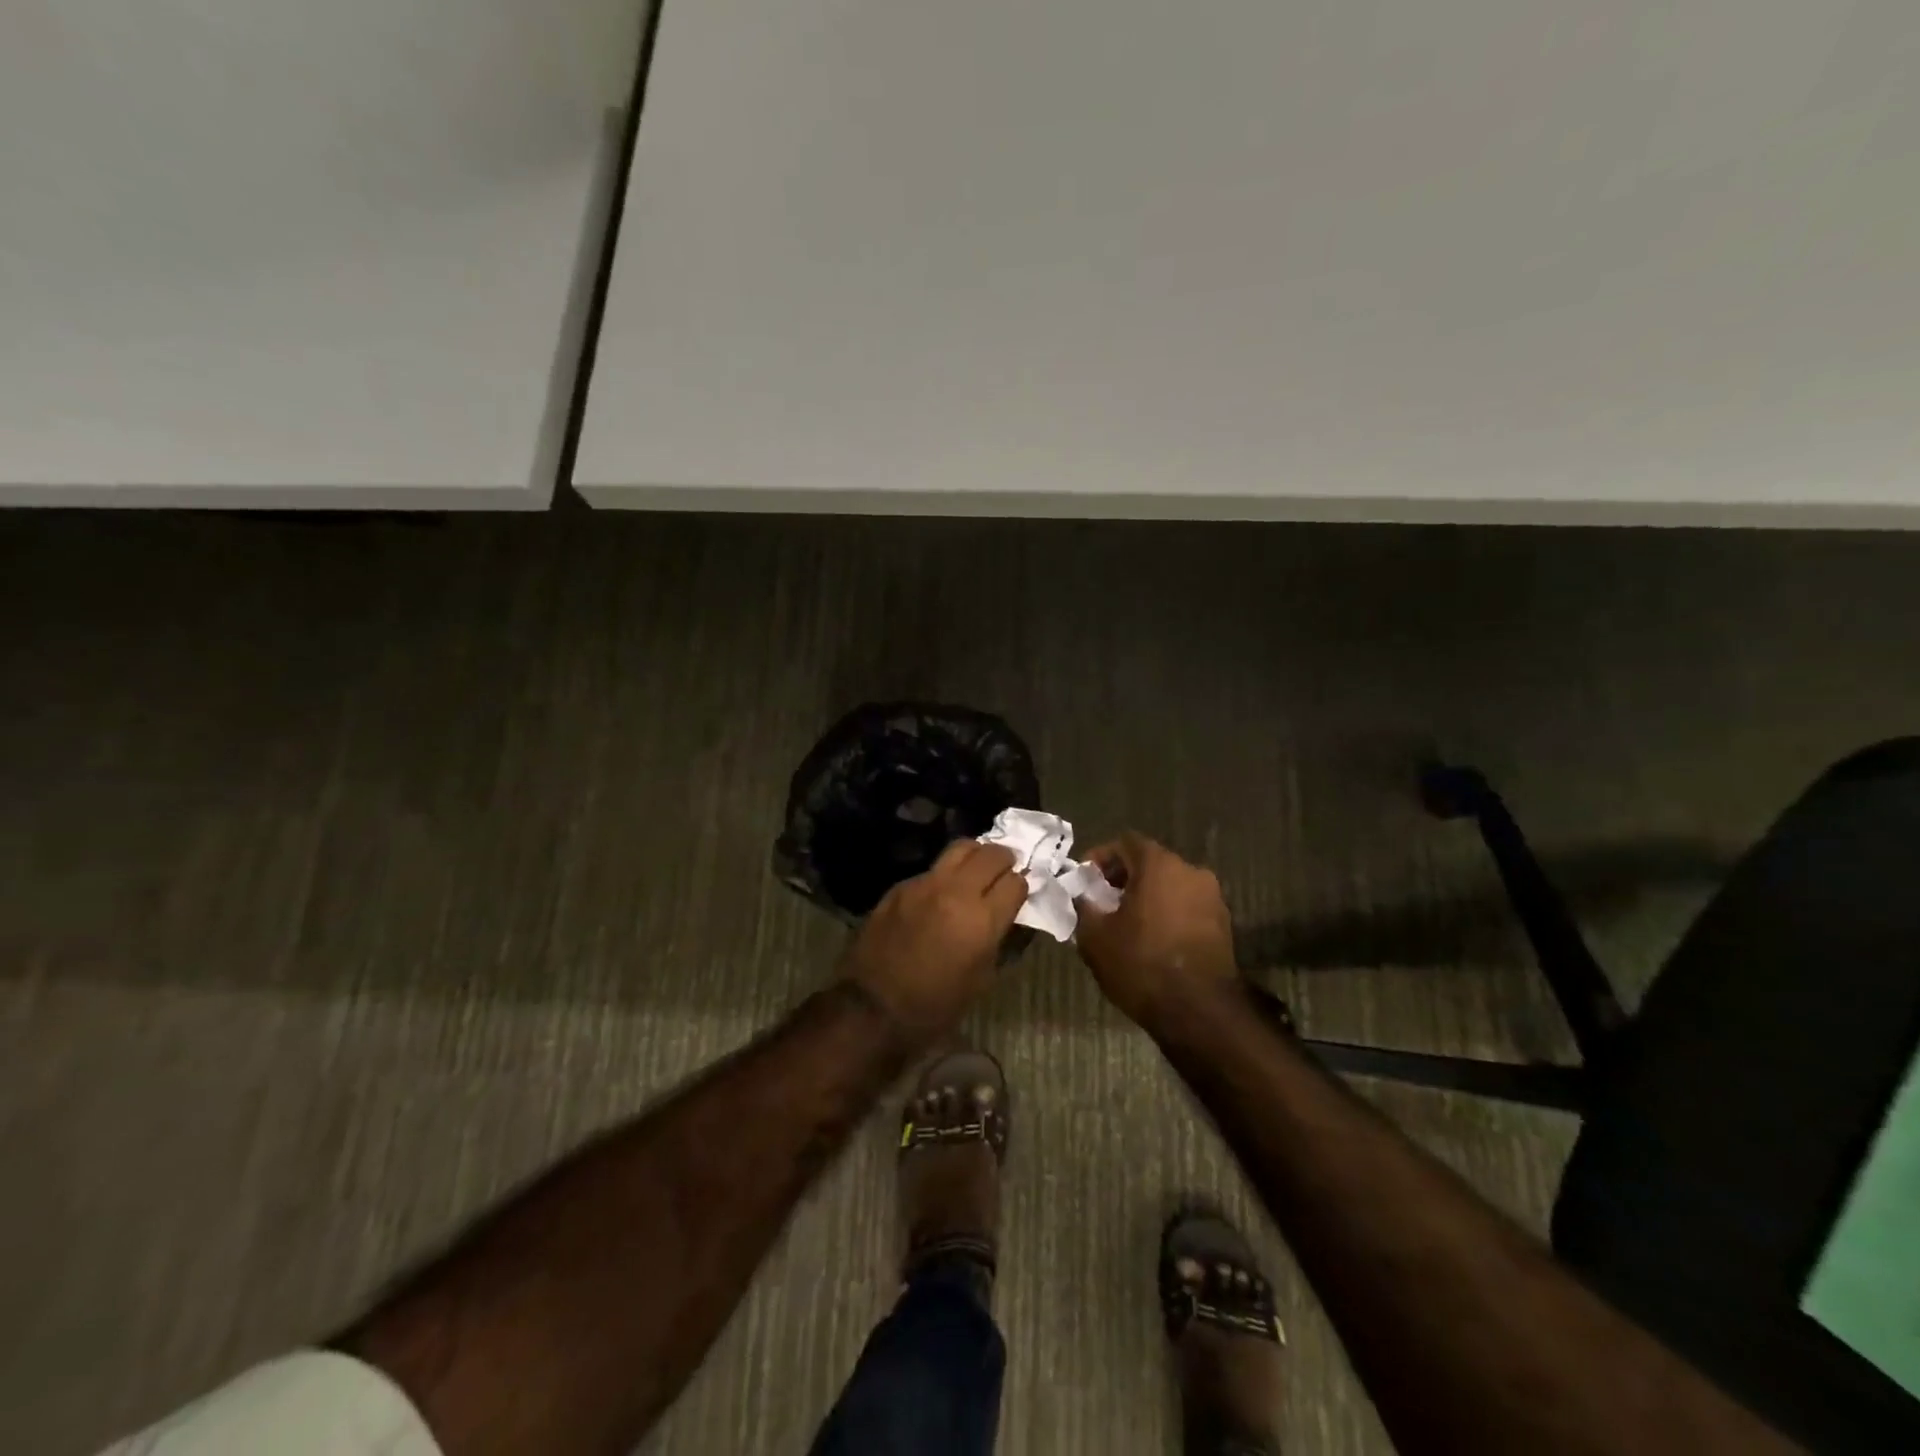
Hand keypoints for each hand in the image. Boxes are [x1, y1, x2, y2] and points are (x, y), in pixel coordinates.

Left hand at [840, 840, 1026, 1043]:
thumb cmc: (935, 1006)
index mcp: (982, 920)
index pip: (1016, 883)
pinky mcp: (900, 886)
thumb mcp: (981, 979)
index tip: (1017, 895)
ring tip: (976, 870)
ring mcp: (925, 884)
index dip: (1020, 887)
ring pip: (960, 849)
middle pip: (991, 854)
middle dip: (1004, 861)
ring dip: (975, 856)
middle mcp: (956, 892)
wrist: (872, 1008)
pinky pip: (932, 869)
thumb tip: (1004, 914)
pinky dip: (945, 875)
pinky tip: (940, 895)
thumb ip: (997, 938)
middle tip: (1003, 872)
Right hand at [1073, 832, 1239, 1029]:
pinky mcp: (1224, 924)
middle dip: (1124, 878)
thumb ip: (1085, 907)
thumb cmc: (1141, 963)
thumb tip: (1084, 897)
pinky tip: (1152, 940)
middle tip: (1102, 902)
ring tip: (1125, 924)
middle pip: (1150, 863)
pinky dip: (1167, 914)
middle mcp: (1191, 871)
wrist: (1199, 1011)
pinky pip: (1187, 907)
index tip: (1085, 880)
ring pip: (1171, 886)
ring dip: (1147, 897)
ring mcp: (1212, 898)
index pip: (1126, 842)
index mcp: (1159, 864)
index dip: (1101, 857)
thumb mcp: (1095, 936)